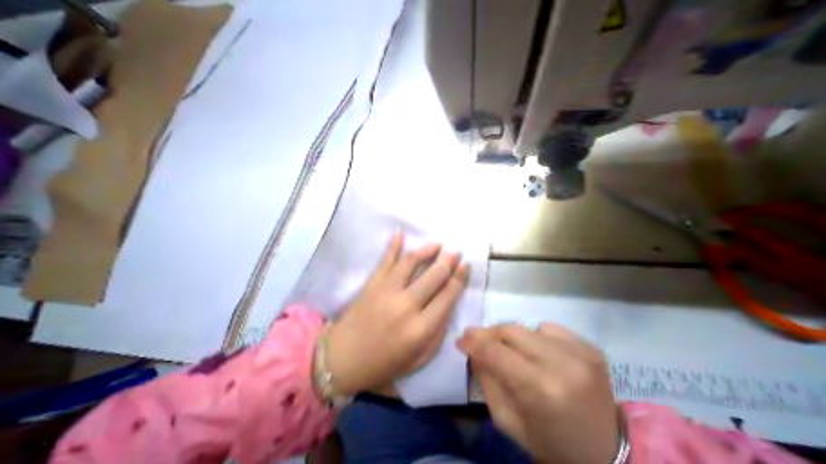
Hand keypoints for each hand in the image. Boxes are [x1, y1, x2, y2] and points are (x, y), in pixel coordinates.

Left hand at [325, 231, 467, 394]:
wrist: (343, 358)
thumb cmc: (384, 363)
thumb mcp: (419, 358)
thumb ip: (438, 332)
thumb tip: (448, 304)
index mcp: (421, 329)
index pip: (447, 296)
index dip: (459, 278)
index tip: (465, 265)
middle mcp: (406, 306)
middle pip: (433, 276)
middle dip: (448, 262)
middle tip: (456, 252)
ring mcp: (387, 291)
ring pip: (411, 262)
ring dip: (427, 250)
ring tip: (437, 244)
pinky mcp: (372, 283)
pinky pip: (385, 260)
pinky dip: (393, 245)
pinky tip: (400, 233)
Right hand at [459, 323, 618, 462]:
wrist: (606, 453)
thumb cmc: (549, 441)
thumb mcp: (507, 420)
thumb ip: (487, 380)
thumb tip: (474, 349)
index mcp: (540, 390)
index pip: (496, 352)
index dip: (474, 342)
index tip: (461, 340)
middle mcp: (562, 364)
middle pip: (510, 331)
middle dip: (488, 333)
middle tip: (475, 337)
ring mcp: (580, 352)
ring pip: (527, 327)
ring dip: (511, 337)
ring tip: (508, 350)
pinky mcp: (590, 347)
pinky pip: (548, 328)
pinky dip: (536, 337)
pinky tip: (539, 353)